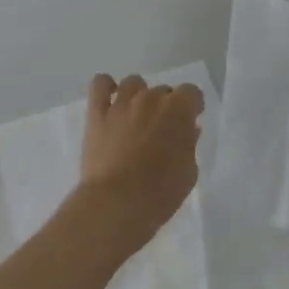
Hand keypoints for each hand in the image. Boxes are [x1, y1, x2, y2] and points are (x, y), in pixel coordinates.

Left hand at [76, 74, 203, 252]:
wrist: (116, 205)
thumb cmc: (160, 194)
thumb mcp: (188, 173)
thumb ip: (189, 145)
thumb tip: (188, 130)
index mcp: (178, 110)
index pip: (191, 92)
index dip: (191, 107)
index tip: (189, 122)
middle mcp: (150, 98)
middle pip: (162, 90)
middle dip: (164, 107)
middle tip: (160, 130)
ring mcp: (121, 103)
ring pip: (133, 83)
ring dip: (138, 96)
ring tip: (135, 117)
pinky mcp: (97, 113)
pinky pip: (100, 84)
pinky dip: (105, 87)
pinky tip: (109, 100)